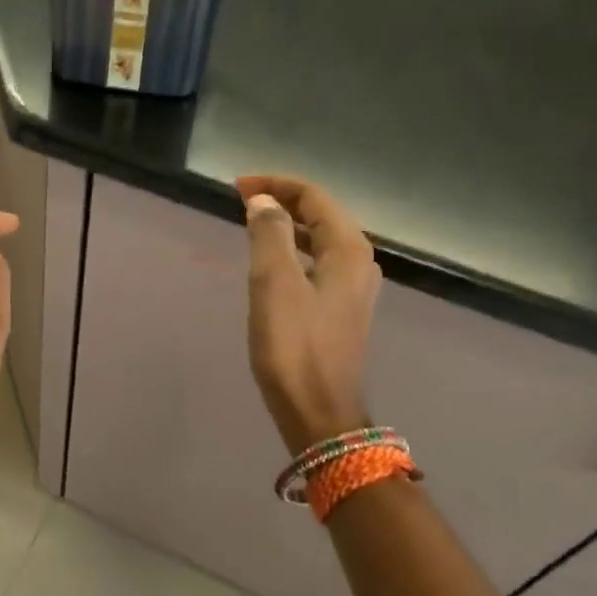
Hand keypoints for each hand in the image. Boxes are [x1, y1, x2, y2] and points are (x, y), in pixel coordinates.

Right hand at [236, 175, 380, 455]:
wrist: (318, 411)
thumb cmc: (294, 346)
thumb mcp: (275, 283)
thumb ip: (269, 233)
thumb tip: (264, 201)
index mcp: (349, 250)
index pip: (315, 197)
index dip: (276, 184)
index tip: (237, 186)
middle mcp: (359, 263)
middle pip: (321, 215)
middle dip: (282, 201)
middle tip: (241, 201)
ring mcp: (353, 289)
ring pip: (320, 240)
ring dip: (288, 226)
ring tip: (252, 224)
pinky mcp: (340, 311)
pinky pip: (318, 264)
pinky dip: (294, 252)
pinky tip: (272, 263)